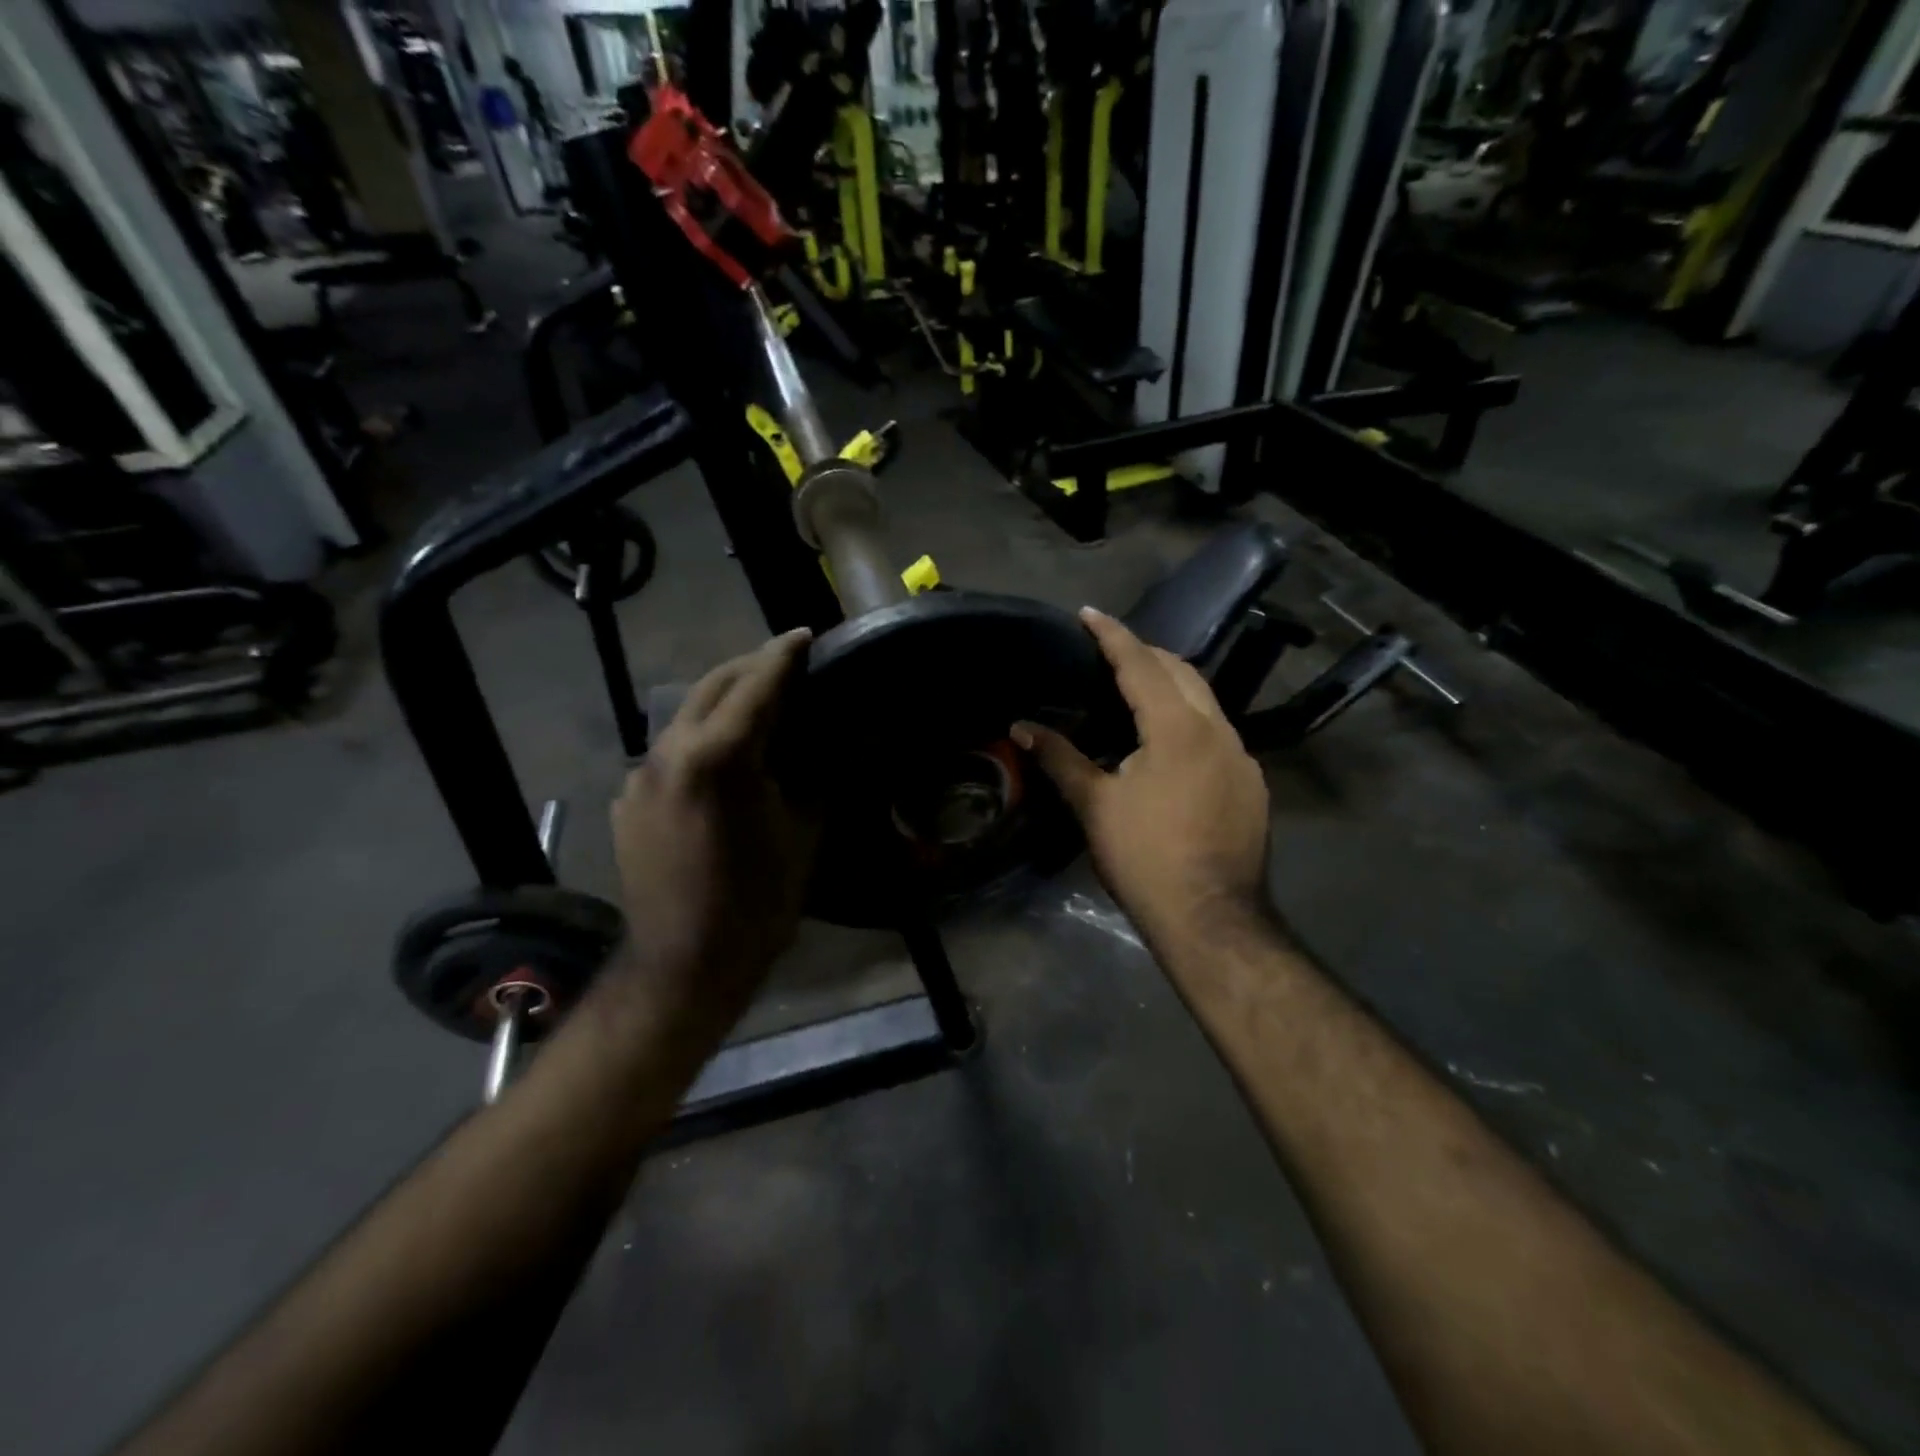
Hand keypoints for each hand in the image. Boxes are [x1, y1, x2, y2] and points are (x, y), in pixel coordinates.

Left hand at [610, 629, 818, 1040]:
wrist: (684, 963)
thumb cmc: (758, 902)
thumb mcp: (802, 833)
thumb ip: (812, 777)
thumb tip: (822, 746)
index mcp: (720, 758)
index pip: (756, 686)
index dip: (783, 656)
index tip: (805, 635)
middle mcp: (670, 753)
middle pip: (712, 686)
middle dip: (750, 666)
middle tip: (784, 661)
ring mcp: (641, 776)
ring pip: (684, 715)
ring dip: (721, 700)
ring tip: (755, 703)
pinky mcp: (628, 800)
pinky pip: (667, 752)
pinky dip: (697, 739)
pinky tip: (719, 758)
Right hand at [1014, 608, 1270, 941]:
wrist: (1210, 917)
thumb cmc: (1144, 857)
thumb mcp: (1094, 805)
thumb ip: (1060, 758)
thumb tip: (1021, 727)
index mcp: (1178, 728)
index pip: (1141, 664)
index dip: (1113, 635)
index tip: (1089, 613)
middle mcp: (1218, 730)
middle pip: (1182, 672)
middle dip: (1147, 654)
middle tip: (1111, 652)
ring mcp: (1243, 758)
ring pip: (1206, 702)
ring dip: (1172, 686)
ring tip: (1138, 691)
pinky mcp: (1252, 784)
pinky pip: (1219, 733)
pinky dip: (1191, 720)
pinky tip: (1171, 744)